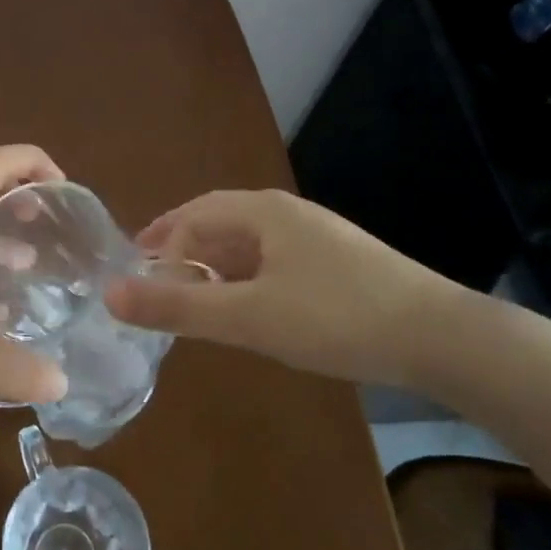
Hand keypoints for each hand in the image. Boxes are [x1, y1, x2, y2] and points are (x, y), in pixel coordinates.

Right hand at [103, 188, 468, 387]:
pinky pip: (272, 263)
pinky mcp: (336, 264)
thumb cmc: (335, 317)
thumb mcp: (248, 316)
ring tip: (191, 300)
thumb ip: (178, 307)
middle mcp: (286, 214)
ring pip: (246, 245)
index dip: (159, 244)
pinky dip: (244, 281)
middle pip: (218, 224)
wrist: (440, 337)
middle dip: (182, 252)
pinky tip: (245, 309)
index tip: (137, 280)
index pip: (193, 216)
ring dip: (212, 268)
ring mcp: (315, 238)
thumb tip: (110, 294)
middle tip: (153, 285)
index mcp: (262, 211)